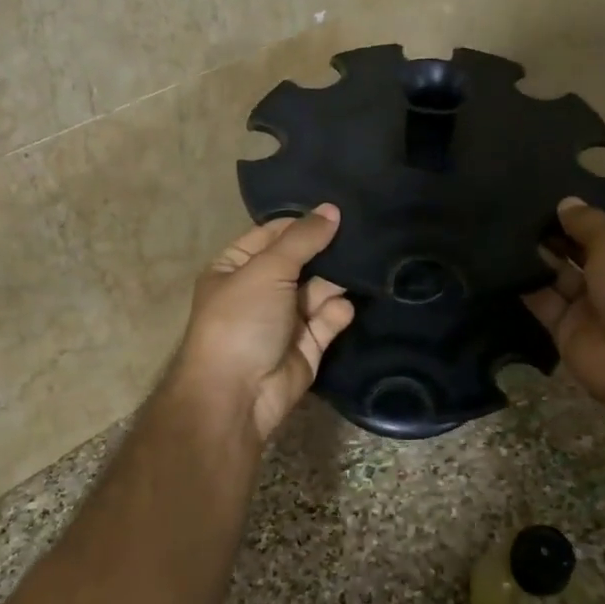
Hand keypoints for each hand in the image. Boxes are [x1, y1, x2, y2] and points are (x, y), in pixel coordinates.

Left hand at [173, 206, 355, 444]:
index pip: (272, 234)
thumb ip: (302, 239)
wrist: (237, 395)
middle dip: (328, 250)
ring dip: (338, 280)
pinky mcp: (307, 346)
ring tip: (368, 263)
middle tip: (366, 231)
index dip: (302, 222)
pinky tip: (345, 306)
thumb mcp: (267, 269)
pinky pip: (328, 320)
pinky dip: (338, 312)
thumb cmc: (241, 321)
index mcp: (236, 267)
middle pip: (301, 262)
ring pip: (319, 290)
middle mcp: (260, 290)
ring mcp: (284, 319)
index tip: (339, 208)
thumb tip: (332, 209)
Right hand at [523, 197, 604, 432]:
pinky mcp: (566, 329)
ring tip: (505, 226)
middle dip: (557, 229)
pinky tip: (500, 261)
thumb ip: (588, 222)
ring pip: (559, 274)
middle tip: (520, 205)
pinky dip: (525, 284)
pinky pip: (542, 301)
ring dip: (537, 254)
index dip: (591, 208)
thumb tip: (566, 203)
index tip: (557, 188)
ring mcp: (592, 305)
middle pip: (583, 248)